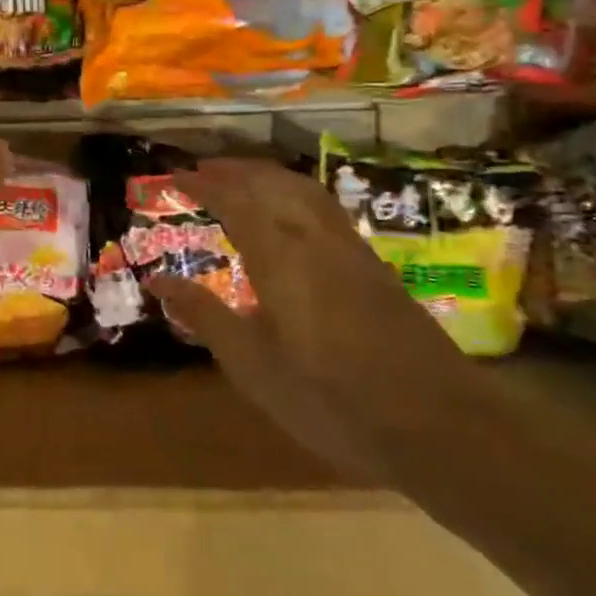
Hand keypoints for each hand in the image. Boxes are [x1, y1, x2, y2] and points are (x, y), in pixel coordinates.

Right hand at [146, 158, 487, 476]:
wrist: (439, 426)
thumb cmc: (331, 400)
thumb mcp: (253, 367)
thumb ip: (204, 316)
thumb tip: (156, 280)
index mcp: (281, 256)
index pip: (235, 201)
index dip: (204, 184)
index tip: (175, 175)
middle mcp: (315, 238)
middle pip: (272, 183)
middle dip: (235, 170)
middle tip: (202, 168)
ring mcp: (351, 249)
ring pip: (303, 190)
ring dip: (267, 175)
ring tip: (241, 177)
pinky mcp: (374, 265)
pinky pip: (324, 207)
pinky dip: (295, 192)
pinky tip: (292, 212)